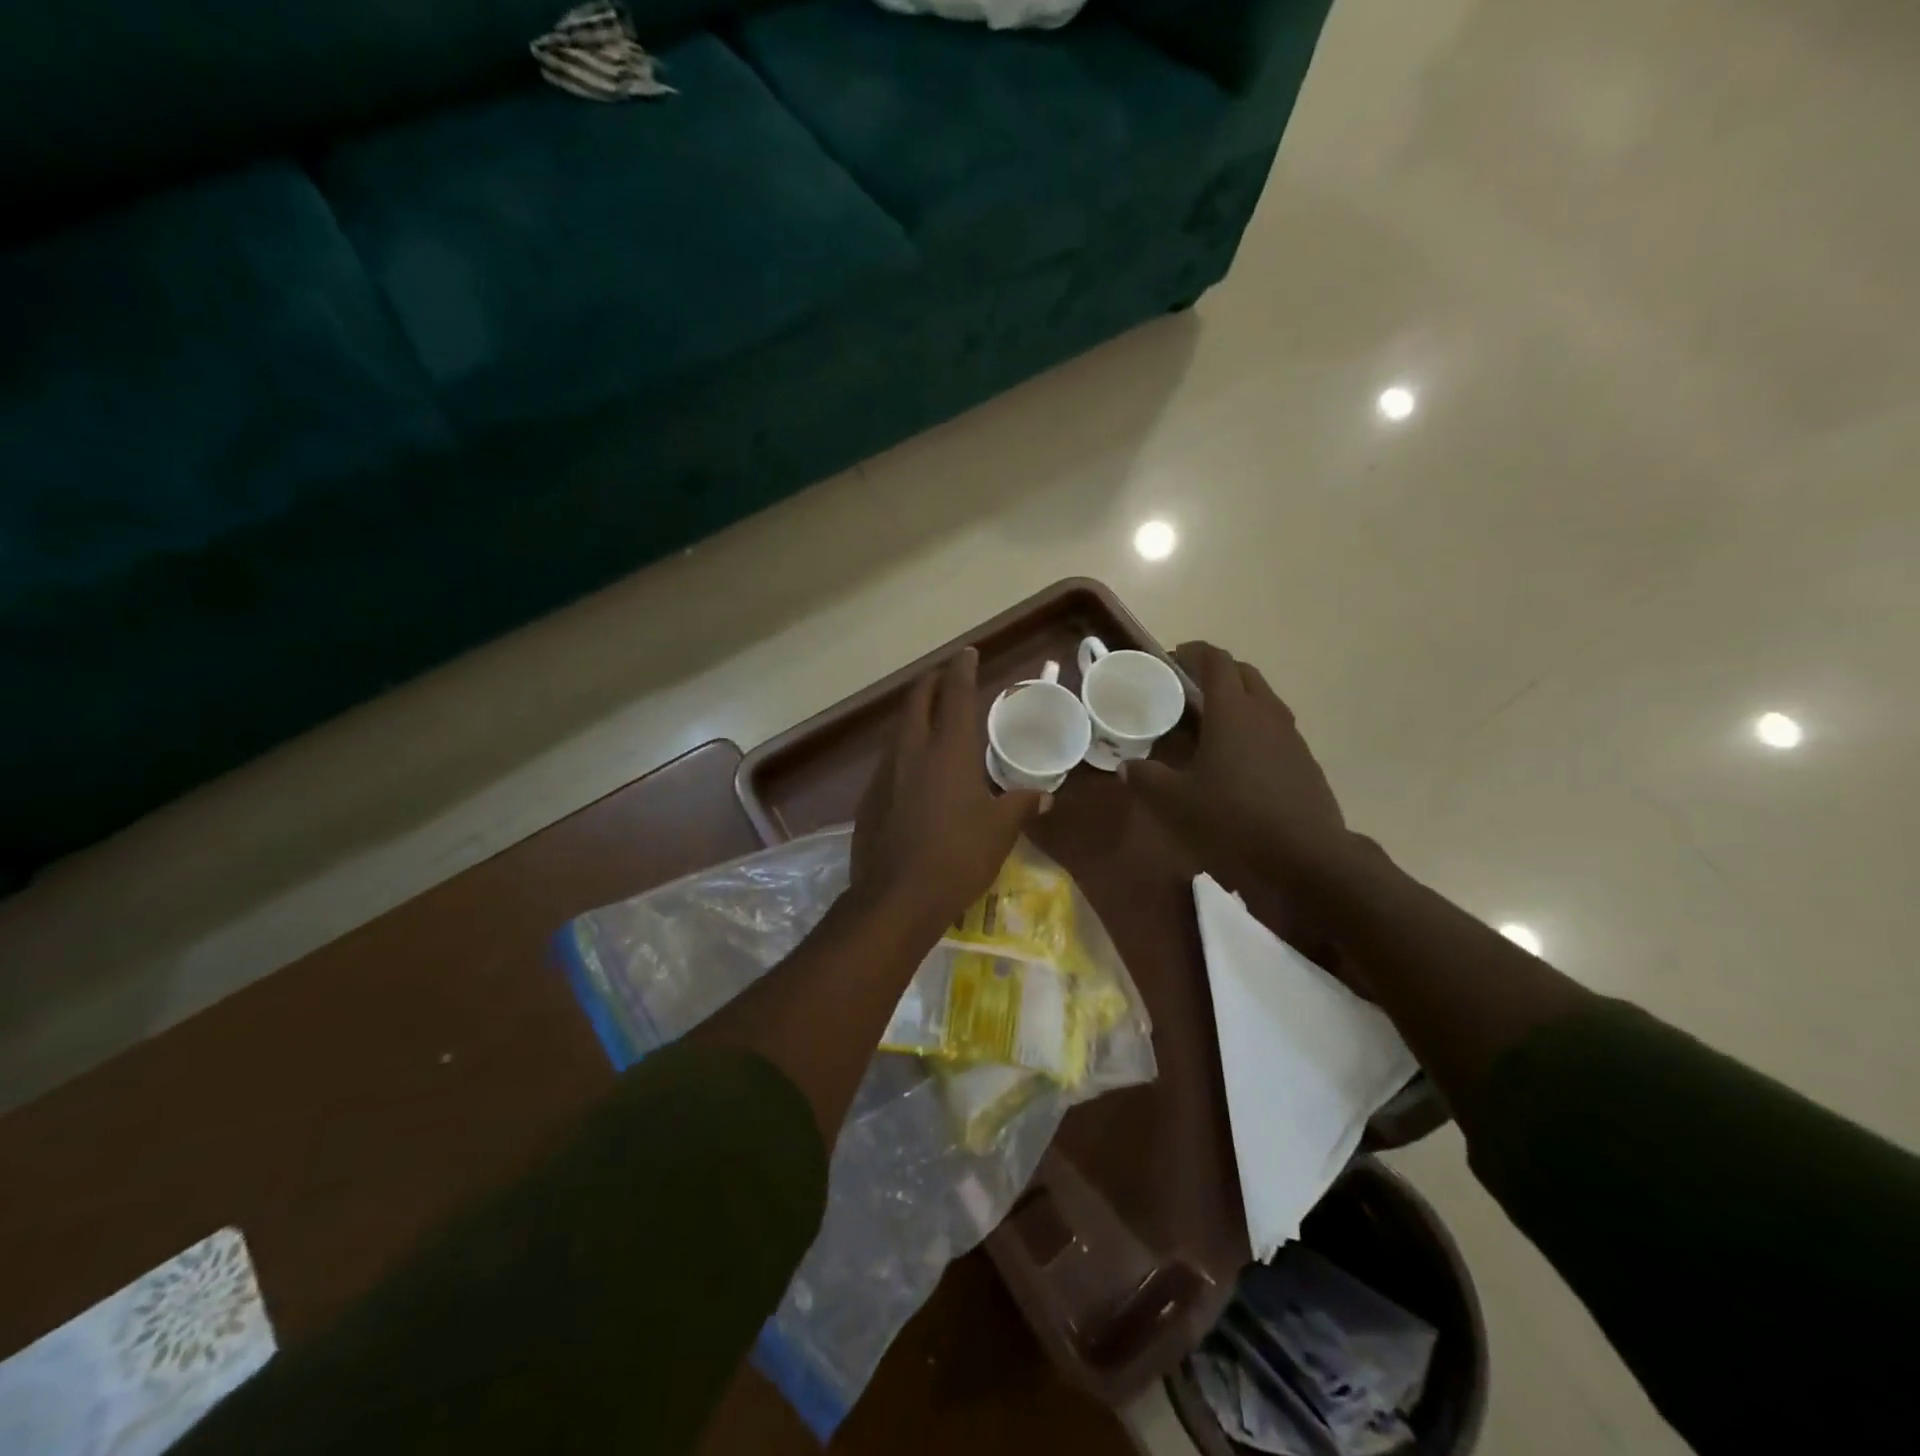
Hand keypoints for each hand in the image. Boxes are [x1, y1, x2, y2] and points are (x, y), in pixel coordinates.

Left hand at [849, 648, 1047, 935]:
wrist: (896, 897)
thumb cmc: (958, 856)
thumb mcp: (1000, 831)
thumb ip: (1020, 804)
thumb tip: (1042, 795)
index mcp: (948, 750)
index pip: (955, 695)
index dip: (962, 669)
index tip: (967, 653)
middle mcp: (912, 751)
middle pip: (916, 701)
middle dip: (930, 683)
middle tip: (944, 678)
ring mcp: (885, 774)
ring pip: (899, 730)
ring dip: (914, 716)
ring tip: (930, 720)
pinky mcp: (869, 799)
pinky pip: (889, 761)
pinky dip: (904, 751)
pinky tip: (913, 772)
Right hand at [1122, 642, 1355, 891]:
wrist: (1306, 859)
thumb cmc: (1232, 819)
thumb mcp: (1174, 802)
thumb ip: (1145, 777)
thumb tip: (1127, 766)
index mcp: (1233, 710)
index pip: (1215, 661)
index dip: (1193, 653)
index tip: (1171, 659)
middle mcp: (1266, 713)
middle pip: (1243, 674)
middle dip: (1215, 673)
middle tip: (1186, 690)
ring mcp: (1291, 737)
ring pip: (1262, 701)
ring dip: (1236, 700)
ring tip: (1209, 724)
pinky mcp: (1304, 762)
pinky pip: (1274, 729)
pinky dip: (1252, 729)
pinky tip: (1236, 761)